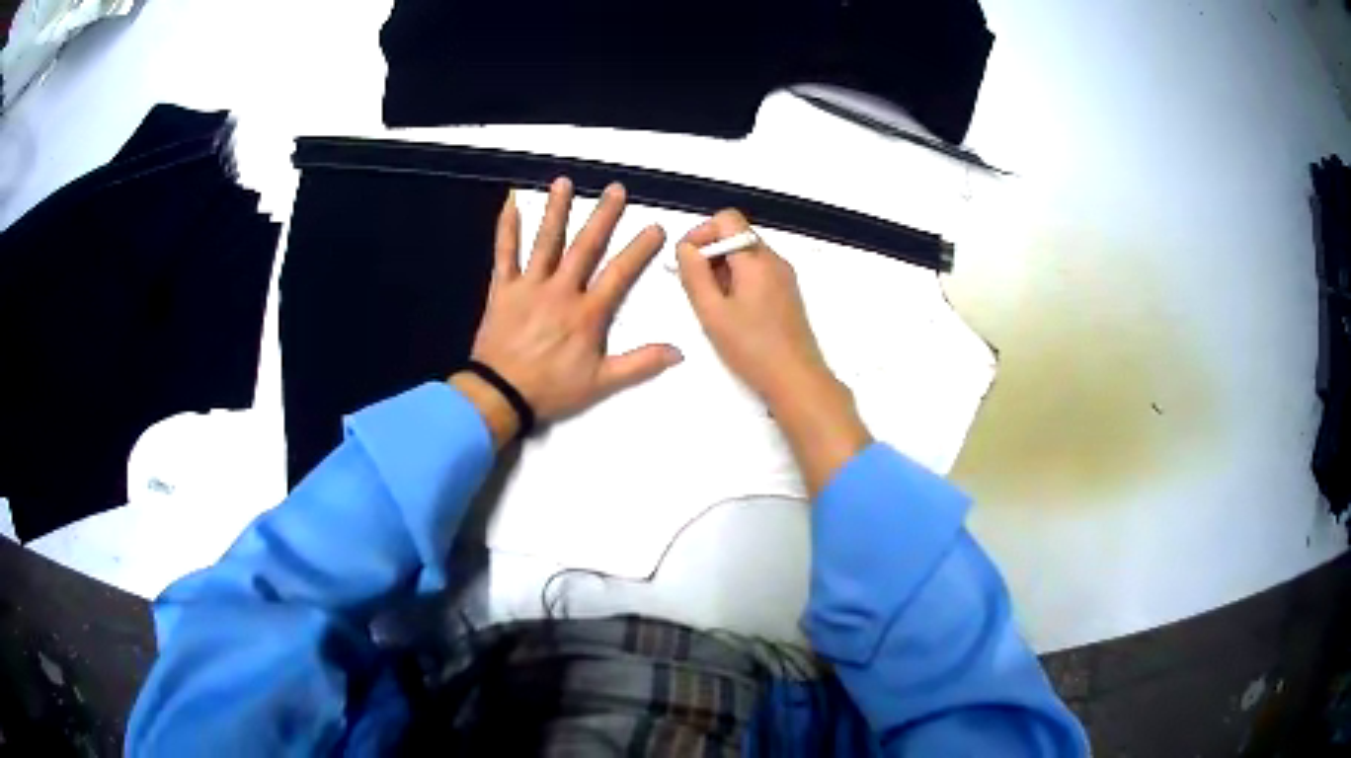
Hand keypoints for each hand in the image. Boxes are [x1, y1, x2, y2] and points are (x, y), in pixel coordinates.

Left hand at [462, 177, 681, 436]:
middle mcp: (561, 290)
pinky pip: (504, 254)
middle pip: (585, 247)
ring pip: (545, 242)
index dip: (639, 249)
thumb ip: (640, 364)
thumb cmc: (551, 389)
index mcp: (587, 313)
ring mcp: (530, 286)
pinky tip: (510, 203)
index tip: (654, 227)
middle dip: (602, 217)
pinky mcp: (503, 289)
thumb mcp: (601, 383)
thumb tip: (679, 352)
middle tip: (615, 190)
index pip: (619, 274)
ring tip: (564, 183)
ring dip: (556, 210)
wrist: (501, 395)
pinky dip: (506, 228)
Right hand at [676, 209, 870, 494]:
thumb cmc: (752, 347)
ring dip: (723, 269)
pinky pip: (758, 272)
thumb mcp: (712, 312)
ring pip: (746, 255)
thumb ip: (694, 274)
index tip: (686, 262)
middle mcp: (774, 259)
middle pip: (737, 235)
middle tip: (695, 287)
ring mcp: (784, 276)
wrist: (796, 379)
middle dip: (710, 253)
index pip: (727, 219)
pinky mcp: (788, 293)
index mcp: (756, 258)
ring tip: (712, 304)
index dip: (701, 233)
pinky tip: (732, 312)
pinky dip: (739, 281)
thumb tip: (685, 248)